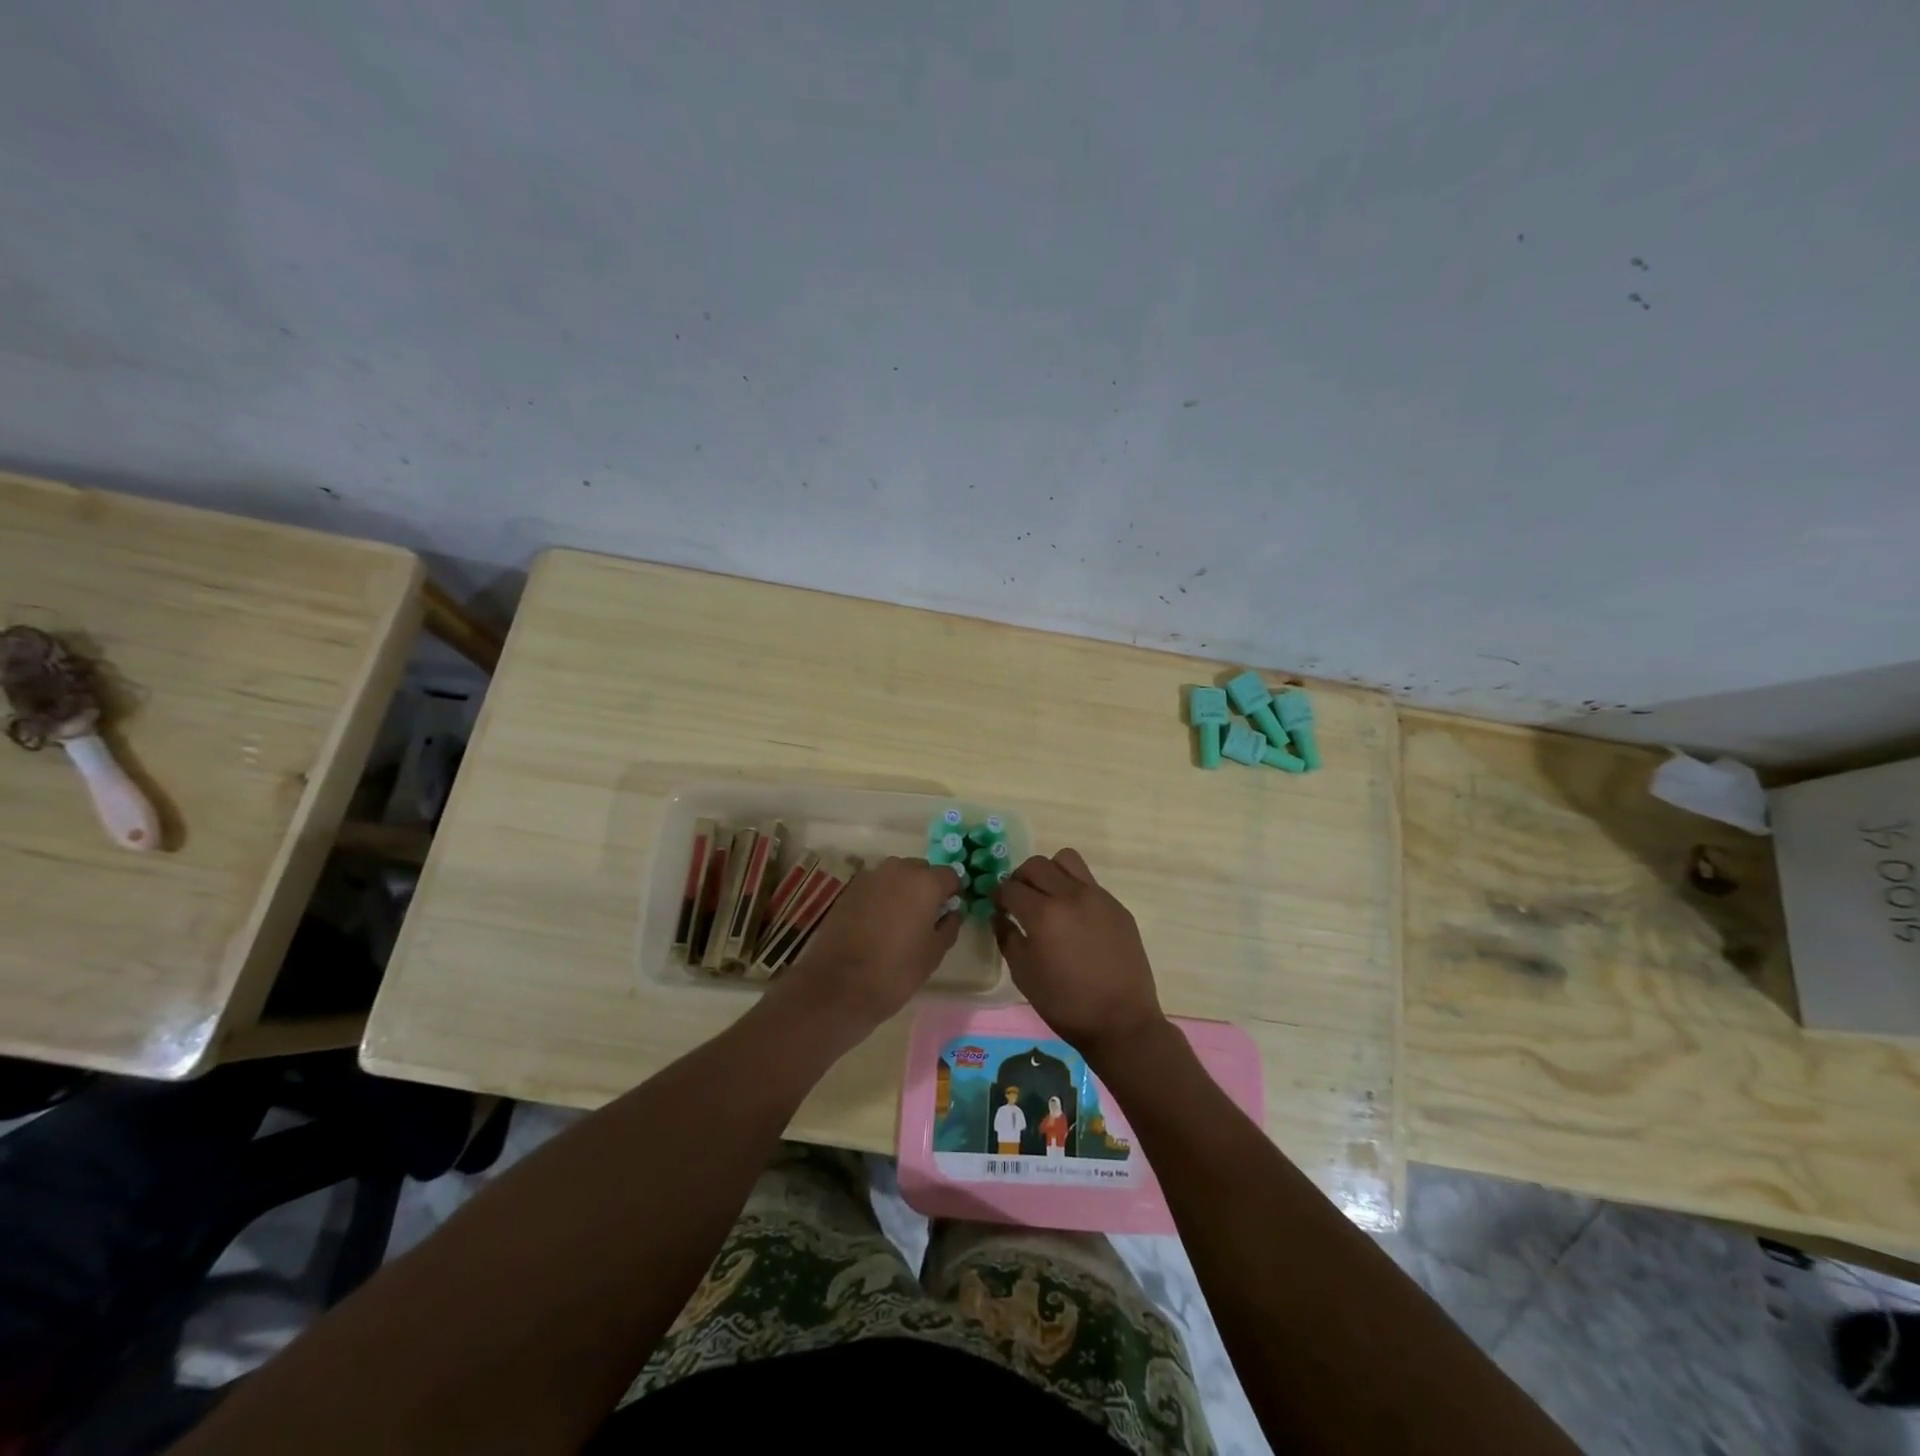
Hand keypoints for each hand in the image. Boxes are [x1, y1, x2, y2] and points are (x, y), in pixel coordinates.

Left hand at [773, 856, 962, 1038]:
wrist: (839, 985)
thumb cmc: (896, 970)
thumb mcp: (934, 953)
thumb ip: (948, 926)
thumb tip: (951, 913)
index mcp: (925, 883)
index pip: (950, 875)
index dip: (952, 892)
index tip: (949, 911)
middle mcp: (898, 870)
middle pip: (921, 870)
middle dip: (926, 887)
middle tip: (924, 917)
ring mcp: (870, 877)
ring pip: (896, 876)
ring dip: (902, 890)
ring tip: (899, 920)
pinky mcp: (849, 889)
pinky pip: (875, 886)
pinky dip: (881, 897)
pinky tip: (876, 923)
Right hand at [993, 849, 1166, 1060]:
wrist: (1121, 1021)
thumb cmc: (1065, 1004)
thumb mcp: (1024, 975)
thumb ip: (1007, 937)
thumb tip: (1000, 915)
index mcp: (1043, 914)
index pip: (1010, 887)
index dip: (998, 896)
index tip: (998, 907)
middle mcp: (1070, 895)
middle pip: (1036, 865)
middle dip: (1020, 878)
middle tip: (1019, 900)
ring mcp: (1098, 897)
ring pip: (1066, 860)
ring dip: (1050, 872)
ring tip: (1048, 897)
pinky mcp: (1117, 906)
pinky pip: (1089, 882)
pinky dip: (1074, 889)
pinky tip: (1075, 918)